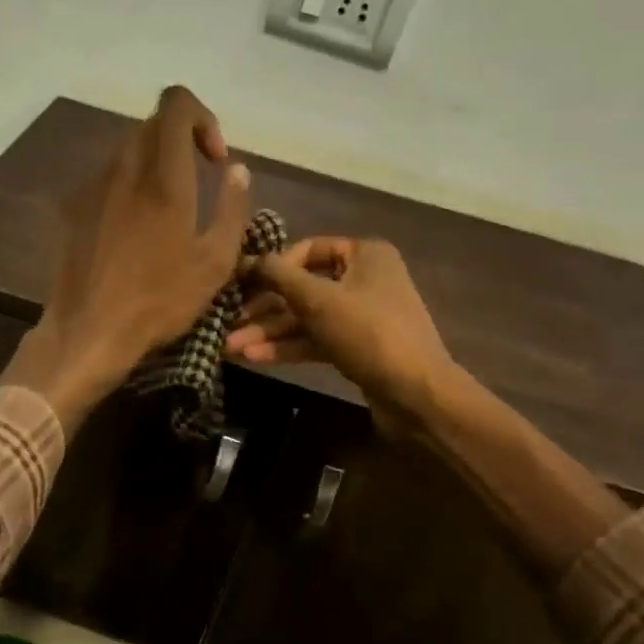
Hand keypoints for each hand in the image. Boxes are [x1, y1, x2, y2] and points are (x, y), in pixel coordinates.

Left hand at [4, 86, 252, 432]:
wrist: (88, 331)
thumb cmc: (159, 301)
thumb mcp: (215, 262)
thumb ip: (233, 208)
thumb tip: (238, 169)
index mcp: (164, 176)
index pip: (176, 103)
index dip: (202, 117)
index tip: (214, 159)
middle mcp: (124, 168)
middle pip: (153, 125)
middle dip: (181, 142)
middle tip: (198, 182)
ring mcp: (91, 185)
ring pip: (127, 151)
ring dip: (154, 166)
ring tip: (166, 212)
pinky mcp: (71, 206)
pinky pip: (106, 179)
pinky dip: (127, 188)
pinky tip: (132, 233)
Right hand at [226, 237, 455, 429]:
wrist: (417, 394)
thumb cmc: (368, 333)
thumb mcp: (318, 299)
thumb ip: (278, 276)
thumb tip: (246, 259)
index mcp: (364, 254)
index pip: (307, 249)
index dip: (272, 266)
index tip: (241, 285)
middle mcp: (364, 278)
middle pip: (303, 287)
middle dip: (263, 309)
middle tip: (226, 323)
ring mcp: (361, 315)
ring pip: (306, 317)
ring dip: (269, 331)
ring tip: (230, 347)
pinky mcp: (356, 346)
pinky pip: (316, 339)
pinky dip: (288, 346)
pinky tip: (255, 358)